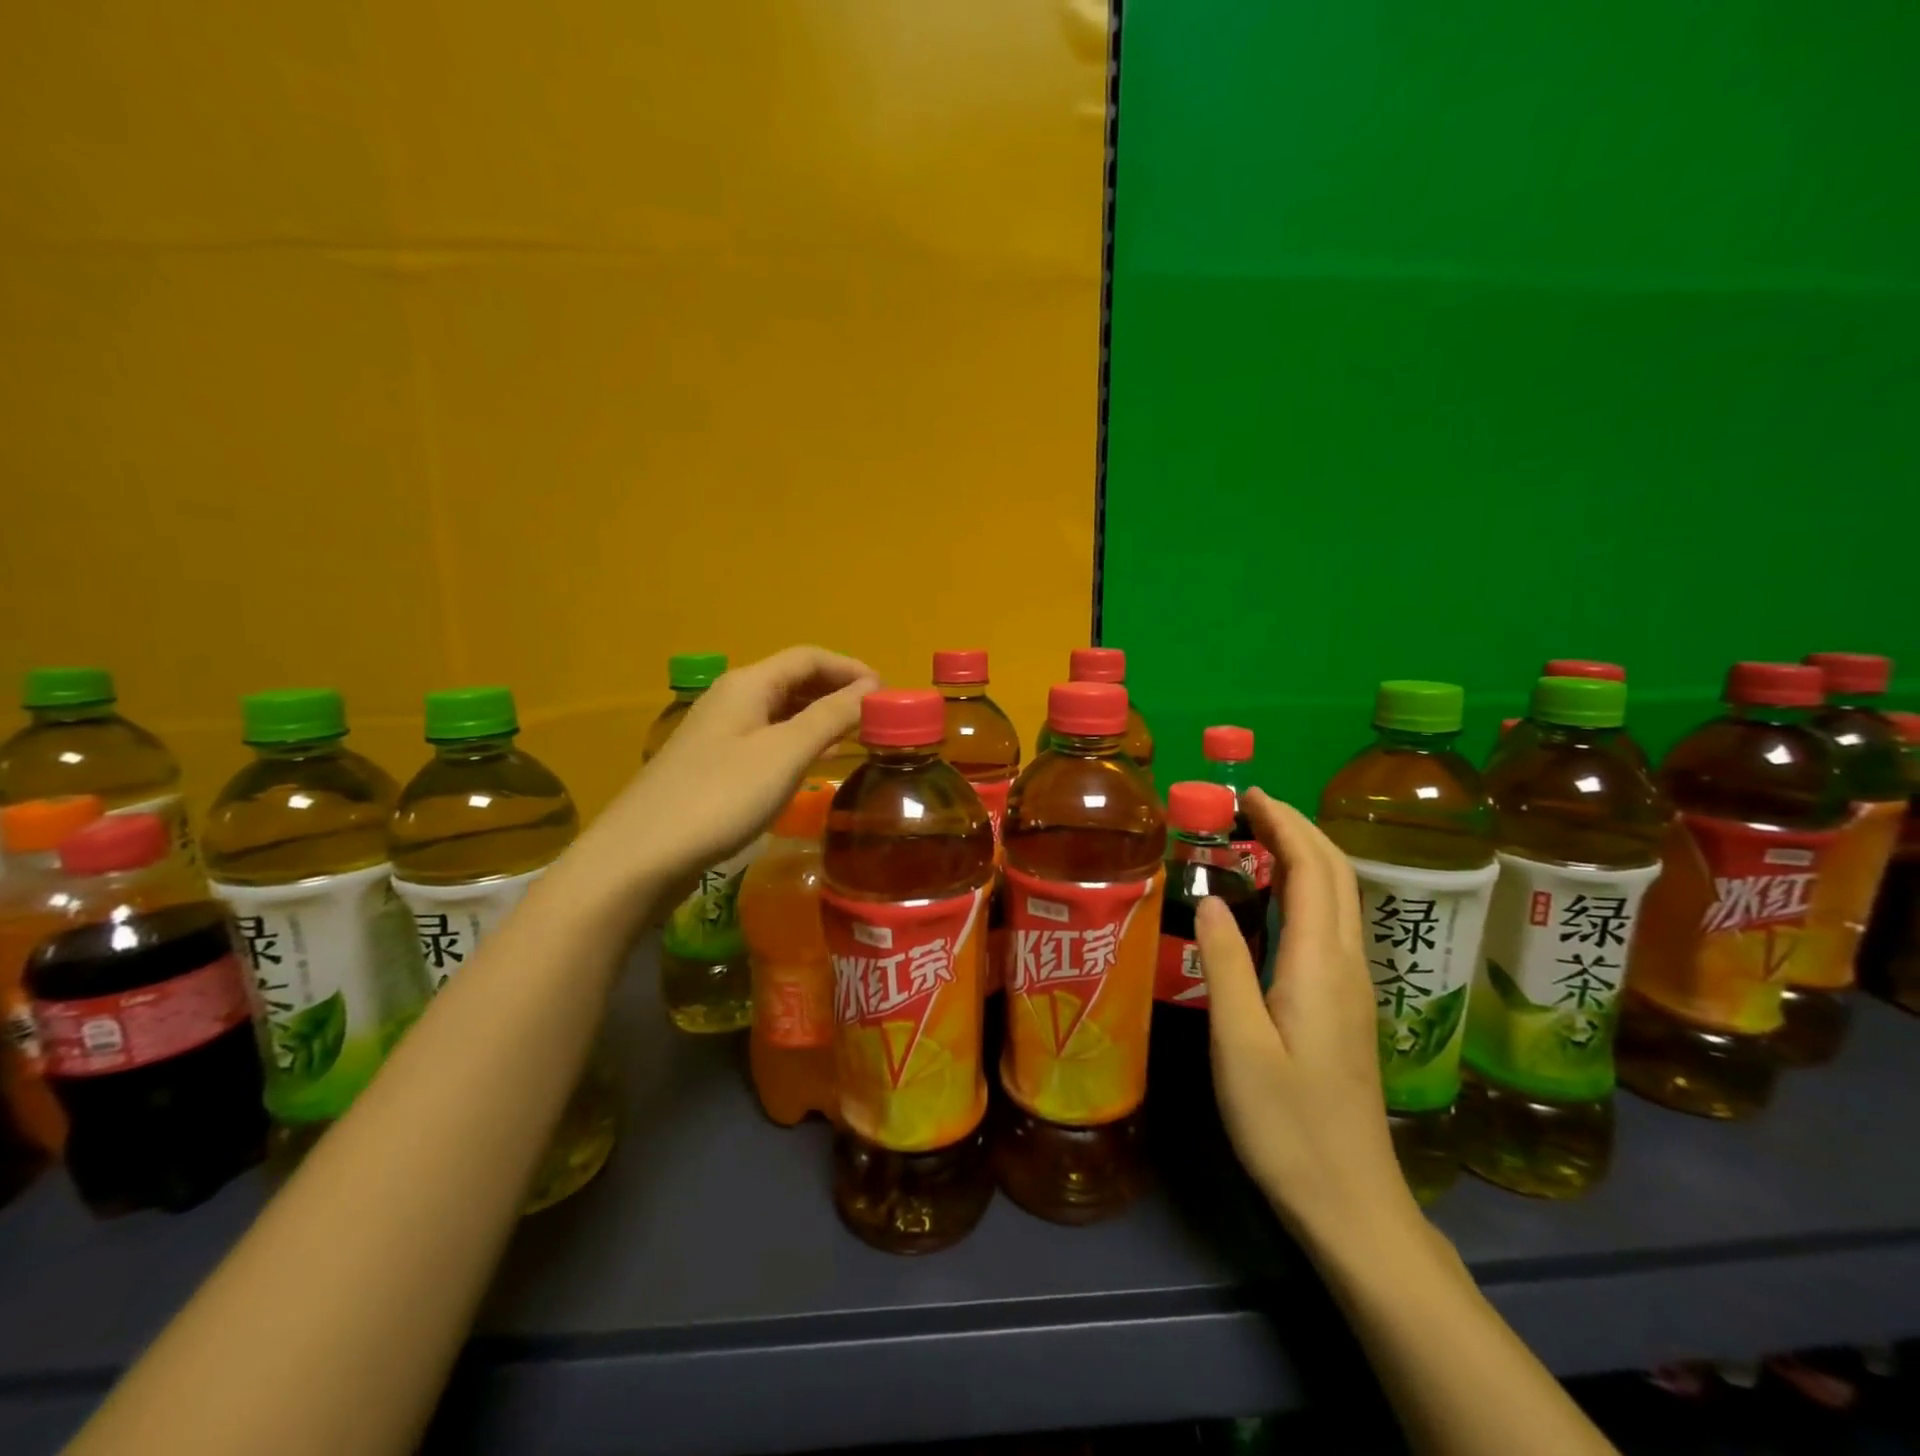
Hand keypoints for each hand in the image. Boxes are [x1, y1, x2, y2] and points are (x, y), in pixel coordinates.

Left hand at [576, 645, 878, 891]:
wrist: (642, 854)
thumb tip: (870, 689)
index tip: (887, 693)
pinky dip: (797, 740)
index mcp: (748, 684)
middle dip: (837, 690)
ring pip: (779, 710)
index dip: (851, 668)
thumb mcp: (785, 753)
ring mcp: (718, 732)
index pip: (809, 657)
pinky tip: (811, 763)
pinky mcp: (712, 764)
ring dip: (818, 716)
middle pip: (793, 679)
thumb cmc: (721, 796)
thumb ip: (831, 717)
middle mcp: (731, 698)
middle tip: (875, 717)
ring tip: (854, 737)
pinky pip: (766, 737)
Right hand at [1194, 789, 1420, 1249]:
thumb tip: (1209, 897)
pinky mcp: (1349, 1007)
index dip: (1285, 824)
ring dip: (1306, 855)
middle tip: (1248, 805)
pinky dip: (1307, 889)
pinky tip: (1274, 900)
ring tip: (1257, 838)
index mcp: (1321, 965)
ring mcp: (1354, 987)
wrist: (1352, 1202)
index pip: (1313, 870)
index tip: (1248, 794)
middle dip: (1298, 828)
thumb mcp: (1240, 1043)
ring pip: (1340, 898)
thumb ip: (1225, 964)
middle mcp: (1347, 964)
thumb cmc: (1287, 1124)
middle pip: (1336, 874)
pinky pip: (1332, 924)